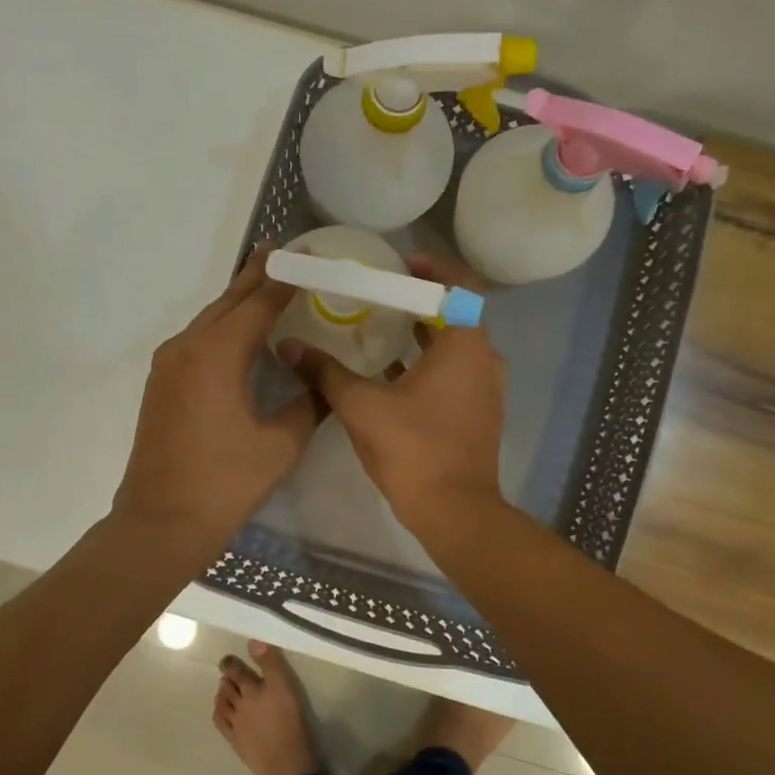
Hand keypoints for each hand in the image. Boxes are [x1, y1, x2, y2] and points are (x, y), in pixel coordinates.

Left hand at [113, 246, 323, 557]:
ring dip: (239, 300)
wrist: (160, 522)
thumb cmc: (223, 484)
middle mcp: (187, 347)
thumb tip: (324, 383)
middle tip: (287, 253)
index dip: (286, 279)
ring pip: (210, 318)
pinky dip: (224, 325)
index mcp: (216, 355)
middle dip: (259, 275)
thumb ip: (307, 405)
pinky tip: (242, 331)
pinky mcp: (162, 382)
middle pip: (229, 301)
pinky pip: (198, 339)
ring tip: (269, 282)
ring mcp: (168, 364)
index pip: (259, 303)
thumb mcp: (280, 445)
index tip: (309, 255)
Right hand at [282, 253, 507, 533]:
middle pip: (456, 313)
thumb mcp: (360, 405)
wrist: (455, 511)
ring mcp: (487, 388)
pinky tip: (392, 372)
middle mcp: (485, 359)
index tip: (400, 263)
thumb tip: (288, 345)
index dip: (432, 268)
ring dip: (424, 333)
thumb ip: (324, 371)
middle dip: (420, 301)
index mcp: (465, 344)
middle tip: (381, 293)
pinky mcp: (480, 412)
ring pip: (456, 346)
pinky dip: (430, 363)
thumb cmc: (413, 449)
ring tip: (382, 326)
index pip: (459, 285)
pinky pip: (457, 372)